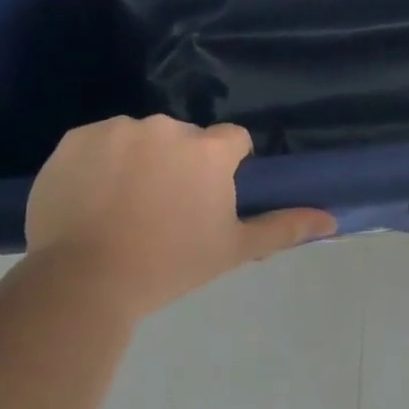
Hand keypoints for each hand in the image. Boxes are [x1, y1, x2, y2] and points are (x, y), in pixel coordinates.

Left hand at [25, 115, 335, 319]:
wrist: (85, 281)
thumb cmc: (170, 264)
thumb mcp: (233, 249)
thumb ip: (284, 227)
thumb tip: (332, 220)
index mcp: (208, 150)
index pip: (232, 140)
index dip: (225, 167)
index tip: (207, 198)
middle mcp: (167, 127)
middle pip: (184, 138)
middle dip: (179, 163)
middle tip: (162, 209)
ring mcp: (118, 129)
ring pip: (140, 138)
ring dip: (138, 160)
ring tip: (121, 206)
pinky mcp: (76, 138)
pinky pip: (98, 142)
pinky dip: (98, 162)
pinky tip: (90, 198)